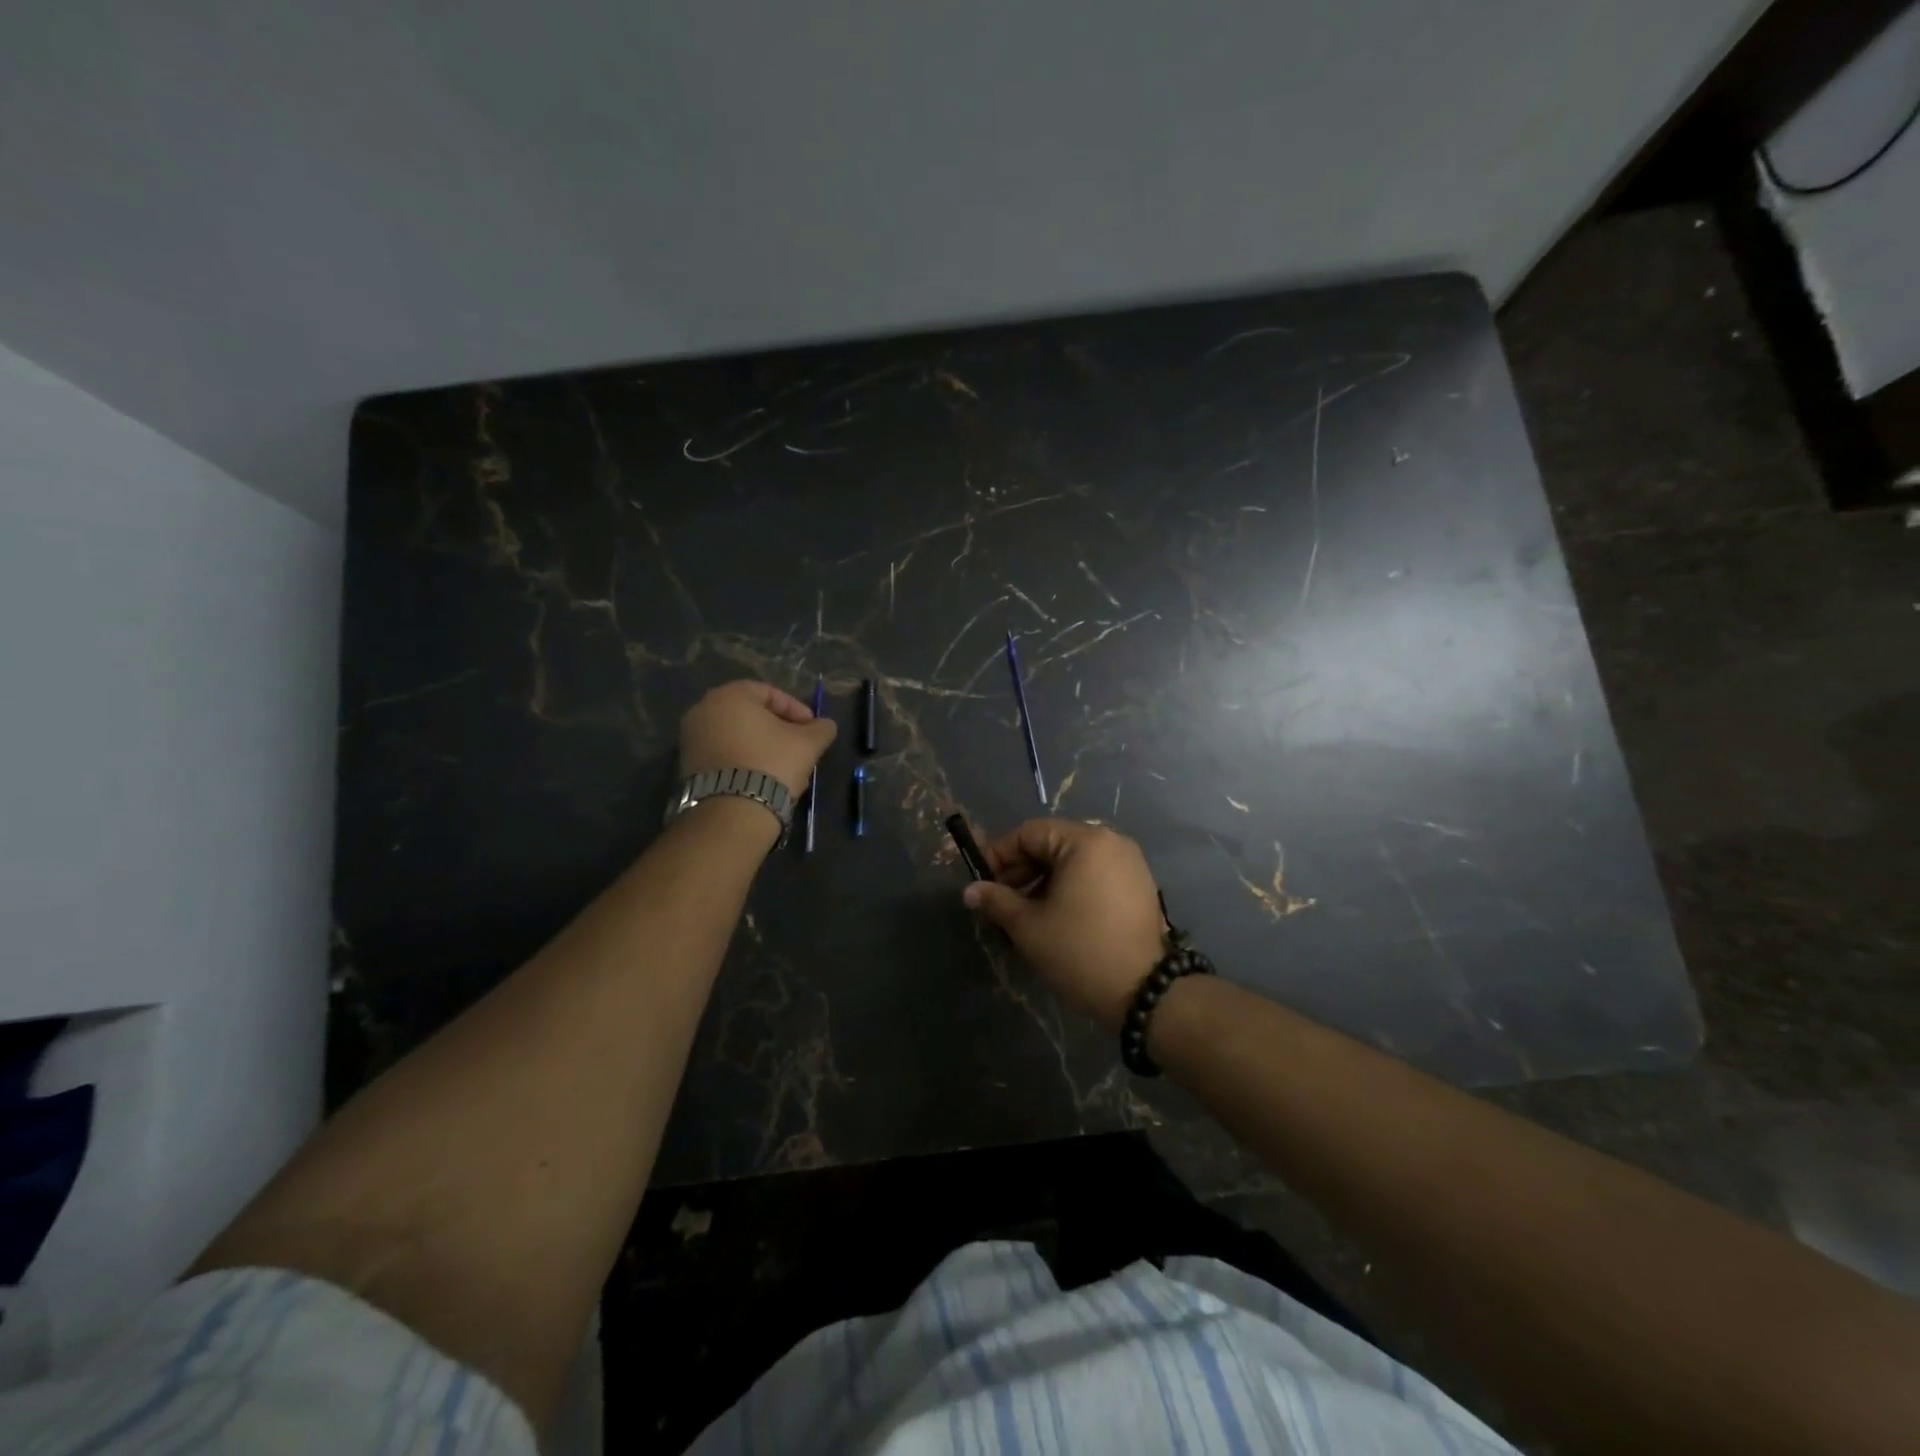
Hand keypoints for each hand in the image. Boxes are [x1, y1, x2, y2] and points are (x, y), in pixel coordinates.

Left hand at [679, 680, 836, 799]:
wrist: (733, 811)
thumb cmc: (772, 763)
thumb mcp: (808, 743)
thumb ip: (821, 728)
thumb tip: (825, 725)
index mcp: (729, 695)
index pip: (770, 693)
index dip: (797, 710)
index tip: (812, 729)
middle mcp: (703, 710)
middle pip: (752, 714)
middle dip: (779, 729)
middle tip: (799, 746)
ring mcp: (691, 739)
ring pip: (738, 736)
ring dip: (762, 746)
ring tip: (784, 766)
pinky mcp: (688, 766)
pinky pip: (724, 755)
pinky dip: (744, 760)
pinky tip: (763, 778)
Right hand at [963, 818, 1165, 1032]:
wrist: (1145, 993)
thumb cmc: (1080, 951)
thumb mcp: (1029, 927)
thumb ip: (997, 901)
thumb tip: (971, 890)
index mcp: (1085, 841)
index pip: (1029, 833)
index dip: (999, 856)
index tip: (982, 885)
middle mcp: (1111, 841)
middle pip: (1052, 845)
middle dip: (1021, 872)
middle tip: (1000, 904)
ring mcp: (1129, 863)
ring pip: (1072, 862)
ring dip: (1043, 883)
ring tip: (1024, 916)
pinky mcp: (1139, 886)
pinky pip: (1094, 875)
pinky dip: (1070, 889)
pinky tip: (1055, 918)